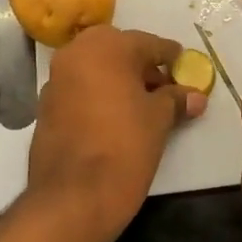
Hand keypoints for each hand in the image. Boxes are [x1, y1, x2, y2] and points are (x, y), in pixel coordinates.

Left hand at [27, 25, 206, 238]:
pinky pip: (80, 90)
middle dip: (143, 67)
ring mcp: (56, 80)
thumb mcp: (159, 120)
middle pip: (119, 52)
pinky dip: (99, 96)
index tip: (185, 67)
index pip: (148, 43)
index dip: (171, 57)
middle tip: (166, 88)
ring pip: (97, 70)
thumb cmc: (124, 147)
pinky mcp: (45, 106)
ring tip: (144, 106)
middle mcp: (76, 53)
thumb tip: (196, 96)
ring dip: (119, 81)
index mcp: (106, 46)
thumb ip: (176, 100)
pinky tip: (116, 119)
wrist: (73, 198)